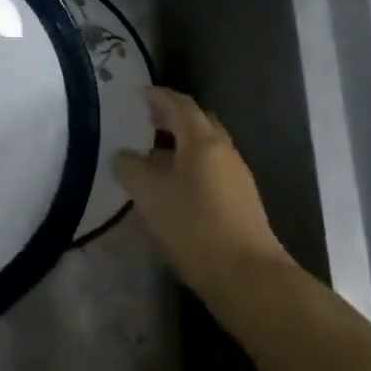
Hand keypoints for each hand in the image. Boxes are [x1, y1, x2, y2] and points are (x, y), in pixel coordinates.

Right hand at [114, 86, 292, 309]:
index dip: (159, 96)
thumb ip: (130, 168)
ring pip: (206, 147)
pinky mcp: (241, 202)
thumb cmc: (194, 226)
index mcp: (202, 141)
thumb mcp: (149, 195)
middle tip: (146, 119)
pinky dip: (190, 165)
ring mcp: (237, 177)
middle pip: (198, 122)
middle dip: (172, 117)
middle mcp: (223, 151)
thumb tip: (122, 156)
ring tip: (153, 154)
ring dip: (181, 143)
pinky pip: (211, 169)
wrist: (248, 277)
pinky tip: (173, 186)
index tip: (139, 93)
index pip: (180, 105)